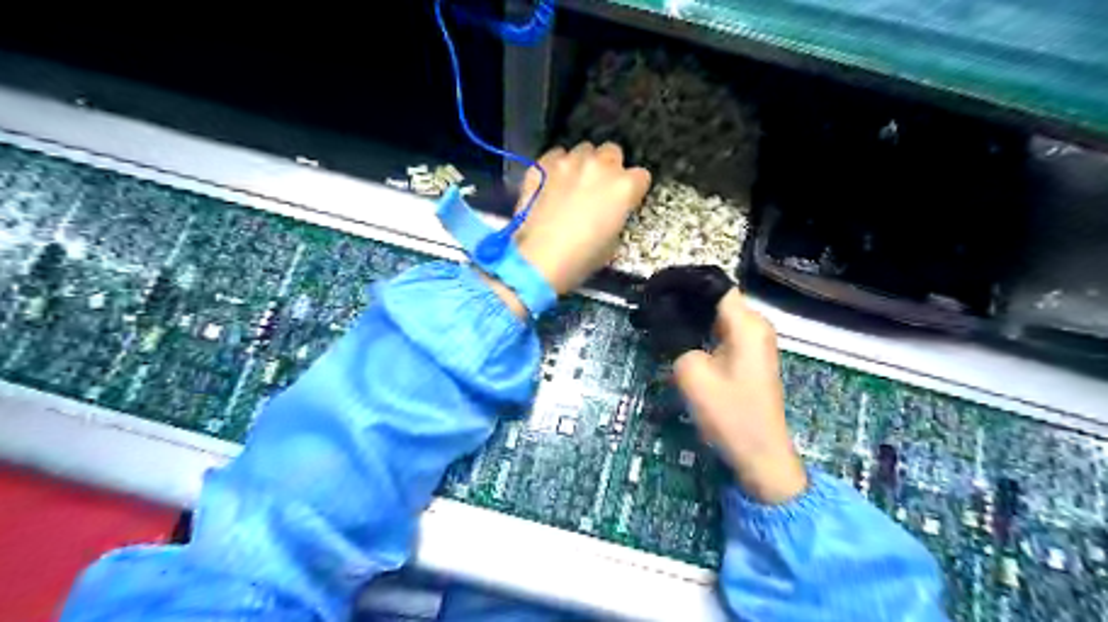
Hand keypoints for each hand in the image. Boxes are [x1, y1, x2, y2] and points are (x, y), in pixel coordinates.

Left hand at [515, 141, 650, 294]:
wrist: (541, 259)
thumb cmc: (583, 258)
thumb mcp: (613, 242)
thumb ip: (616, 216)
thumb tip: (609, 211)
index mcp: (624, 187)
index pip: (641, 176)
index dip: (633, 190)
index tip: (625, 202)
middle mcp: (600, 166)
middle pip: (612, 152)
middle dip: (609, 168)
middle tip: (599, 189)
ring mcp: (570, 161)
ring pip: (584, 150)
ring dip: (583, 164)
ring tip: (573, 184)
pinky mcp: (543, 164)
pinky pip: (556, 155)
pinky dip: (557, 166)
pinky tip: (552, 183)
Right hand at [676, 292, 805, 505]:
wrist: (760, 454)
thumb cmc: (728, 413)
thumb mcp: (691, 372)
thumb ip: (676, 338)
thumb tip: (665, 320)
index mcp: (746, 323)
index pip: (715, 285)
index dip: (684, 283)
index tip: (655, 287)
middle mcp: (756, 326)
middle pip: (717, 299)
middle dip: (684, 299)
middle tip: (651, 304)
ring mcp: (755, 342)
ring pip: (718, 317)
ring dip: (691, 316)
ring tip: (658, 317)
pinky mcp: (750, 358)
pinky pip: (723, 333)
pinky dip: (701, 331)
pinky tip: (678, 337)